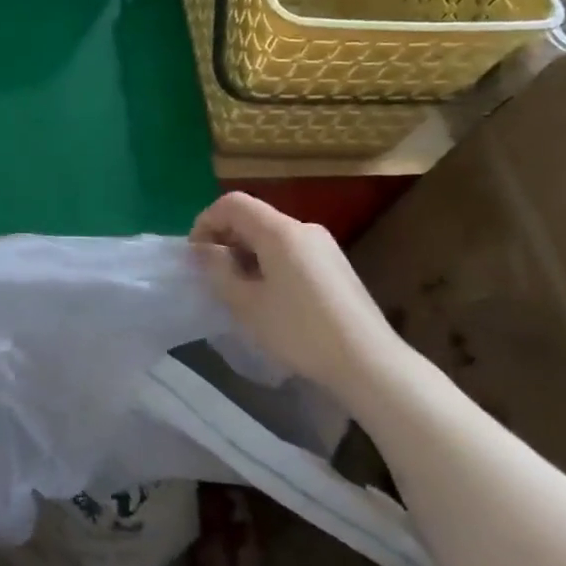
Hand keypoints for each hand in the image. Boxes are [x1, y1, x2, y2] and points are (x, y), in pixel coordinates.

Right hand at [192, 192, 409, 398]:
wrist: (369, 362)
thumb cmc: (300, 331)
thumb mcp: (246, 304)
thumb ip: (218, 270)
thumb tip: (204, 250)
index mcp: (280, 231)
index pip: (232, 203)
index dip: (206, 222)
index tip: (196, 256)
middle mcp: (304, 228)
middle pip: (253, 217)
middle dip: (225, 239)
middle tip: (212, 276)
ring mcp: (323, 246)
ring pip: (271, 235)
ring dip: (246, 253)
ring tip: (238, 290)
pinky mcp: (334, 265)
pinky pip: (290, 251)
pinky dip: (268, 262)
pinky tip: (268, 297)